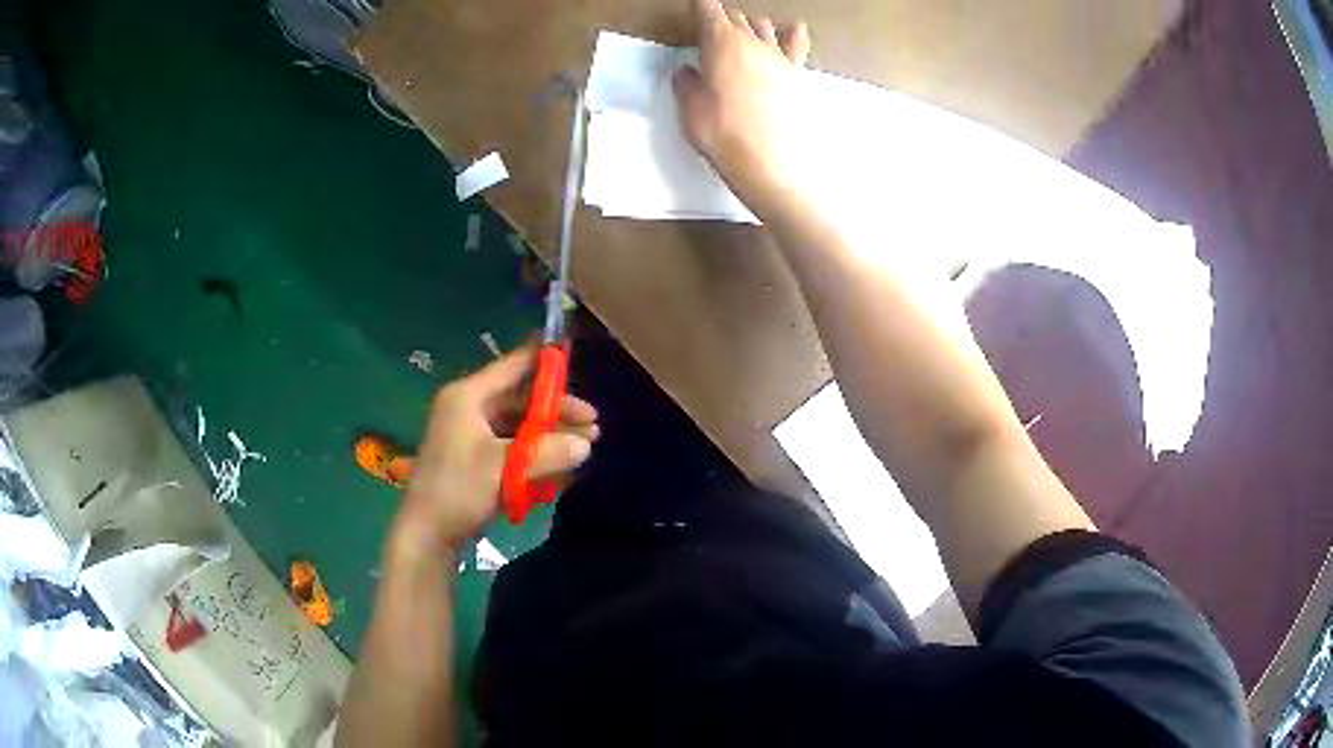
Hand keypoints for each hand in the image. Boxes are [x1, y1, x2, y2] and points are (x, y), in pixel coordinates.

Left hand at [392, 343, 598, 552]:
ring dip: (551, 436)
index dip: (543, 358)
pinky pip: (514, 448)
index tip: (574, 350)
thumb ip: (547, 452)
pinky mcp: (477, 460)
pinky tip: (563, 467)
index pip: (512, 366)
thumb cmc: (458, 490)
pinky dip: (537, 454)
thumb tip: (586, 445)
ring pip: (521, 426)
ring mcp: (472, 436)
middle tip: (593, 425)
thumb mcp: (504, 467)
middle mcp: (470, 409)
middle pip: (522, 400)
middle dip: (557, 412)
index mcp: (468, 397)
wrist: (427, 535)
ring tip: (585, 449)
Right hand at [673, 0, 810, 208]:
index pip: (708, 9)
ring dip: (749, 26)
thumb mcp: (689, 110)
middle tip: (708, 36)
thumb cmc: (724, 136)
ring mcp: (779, 57)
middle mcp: (752, 42)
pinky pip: (796, 42)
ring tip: (740, 38)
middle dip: (720, 20)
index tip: (693, 11)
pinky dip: (788, 33)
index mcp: (721, 43)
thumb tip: (688, 73)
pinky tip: (785, 34)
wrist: (770, 165)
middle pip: (735, 16)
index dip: (698, 8)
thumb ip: (686, 84)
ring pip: (763, 25)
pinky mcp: (797, 74)